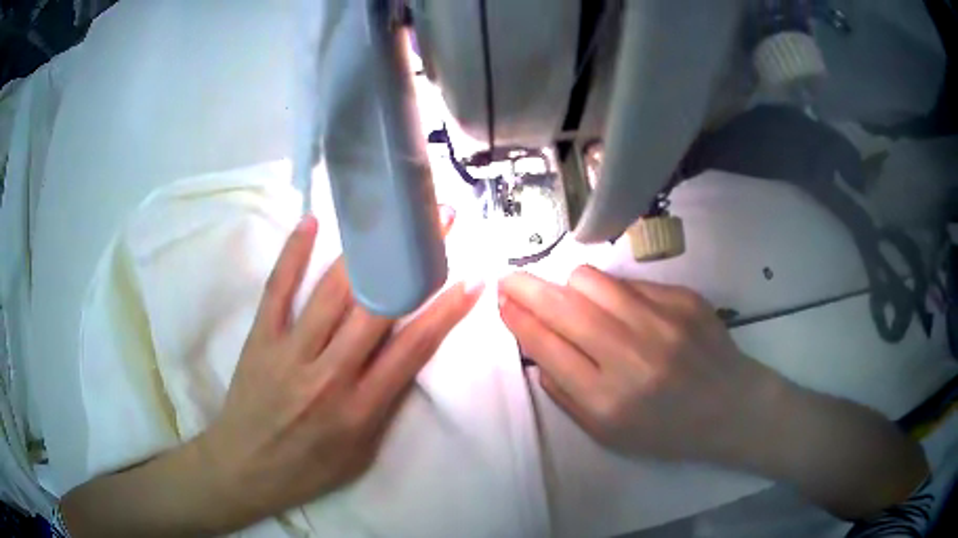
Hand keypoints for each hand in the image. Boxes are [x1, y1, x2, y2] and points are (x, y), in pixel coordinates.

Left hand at [199, 209, 481, 526]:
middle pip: (376, 308)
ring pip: (332, 291)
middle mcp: (329, 374)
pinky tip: (311, 222)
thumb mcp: (362, 453)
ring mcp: (289, 353)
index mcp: (360, 408)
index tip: (470, 278)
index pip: (413, 349)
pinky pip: (277, 289)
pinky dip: (293, 254)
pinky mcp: (260, 340)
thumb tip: (406, 354)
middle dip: (412, 263)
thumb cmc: (310, 468)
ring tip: (389, 216)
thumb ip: (385, 405)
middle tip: (437, 224)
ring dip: (366, 250)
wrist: (245, 468)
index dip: (445, 310)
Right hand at [497, 265, 779, 464]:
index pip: (547, 346)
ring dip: (570, 286)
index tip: (501, 302)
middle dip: (526, 287)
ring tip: (571, 298)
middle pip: (563, 306)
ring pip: (592, 281)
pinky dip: (613, 293)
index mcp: (608, 399)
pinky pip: (629, 282)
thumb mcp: (610, 435)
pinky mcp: (683, 299)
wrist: (731, 407)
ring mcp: (661, 321)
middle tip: (509, 277)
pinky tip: (622, 310)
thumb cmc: (668, 431)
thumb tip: (538, 354)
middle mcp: (632, 356)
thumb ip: (567, 397)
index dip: (518, 319)